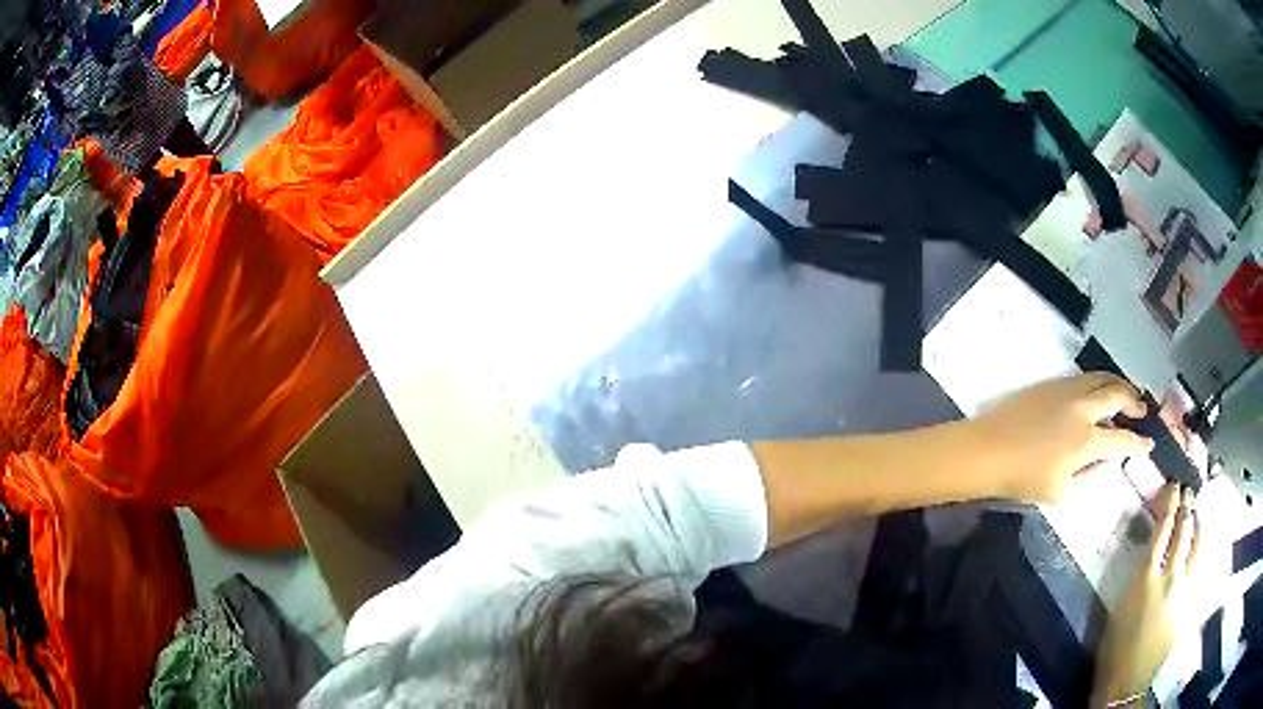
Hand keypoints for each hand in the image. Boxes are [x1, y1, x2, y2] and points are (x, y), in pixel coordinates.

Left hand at [971, 373, 1152, 502]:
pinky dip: (1099, 382)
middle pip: (1117, 395)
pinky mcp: (1052, 382)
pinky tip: (1099, 392)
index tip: (1149, 444)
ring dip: (1118, 385)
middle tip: (1141, 410)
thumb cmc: (1023, 478)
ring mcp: (1067, 390)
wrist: (987, 450)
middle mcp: (1082, 408)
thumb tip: (1108, 461)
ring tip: (1126, 395)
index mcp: (1086, 440)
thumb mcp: (1061, 491)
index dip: (1138, 443)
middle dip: (1134, 401)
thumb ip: (1090, 475)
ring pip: (1101, 378)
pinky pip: (1084, 377)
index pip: (1121, 440)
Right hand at [1092, 484, 1199, 705]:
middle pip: (1184, 530)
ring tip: (1196, 512)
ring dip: (1197, 523)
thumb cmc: (1115, 646)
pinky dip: (1201, 546)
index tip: (1173, 486)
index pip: (1163, 529)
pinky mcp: (1189, 600)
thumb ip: (1137, 573)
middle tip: (1187, 492)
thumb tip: (1148, 547)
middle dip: (1186, 506)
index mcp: (1146, 578)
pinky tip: (1201, 540)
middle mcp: (1169, 576)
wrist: (1127, 680)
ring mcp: (1183, 587)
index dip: (1170, 503)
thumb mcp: (1118, 607)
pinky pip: (1200, 563)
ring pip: (1197, 543)